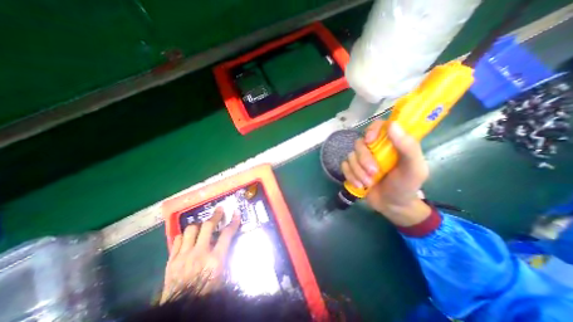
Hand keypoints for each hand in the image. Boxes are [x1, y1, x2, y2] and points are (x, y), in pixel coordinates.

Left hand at [160, 208, 239, 302]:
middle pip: (207, 226)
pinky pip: (177, 240)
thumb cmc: (207, 292)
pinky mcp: (171, 261)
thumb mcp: (222, 275)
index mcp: (215, 260)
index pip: (227, 234)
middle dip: (215, 216)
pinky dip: (184, 236)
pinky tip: (187, 238)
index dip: (233, 222)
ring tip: (202, 226)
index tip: (236, 214)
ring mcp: (183, 256)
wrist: (182, 310)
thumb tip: (226, 242)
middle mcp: (200, 254)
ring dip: (198, 225)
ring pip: (190, 230)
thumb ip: (224, 256)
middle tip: (219, 210)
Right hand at [339, 120, 429, 226]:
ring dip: (358, 171)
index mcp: (390, 144)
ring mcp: (361, 159)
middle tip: (374, 173)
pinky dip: (350, 176)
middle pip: (359, 143)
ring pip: (350, 156)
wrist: (392, 206)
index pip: (378, 126)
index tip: (370, 141)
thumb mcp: (414, 168)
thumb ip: (408, 147)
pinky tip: (359, 185)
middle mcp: (374, 148)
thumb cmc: (406, 186)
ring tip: (368, 183)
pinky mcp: (353, 169)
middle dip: (364, 159)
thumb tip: (393, 124)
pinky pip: (344, 166)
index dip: (371, 130)